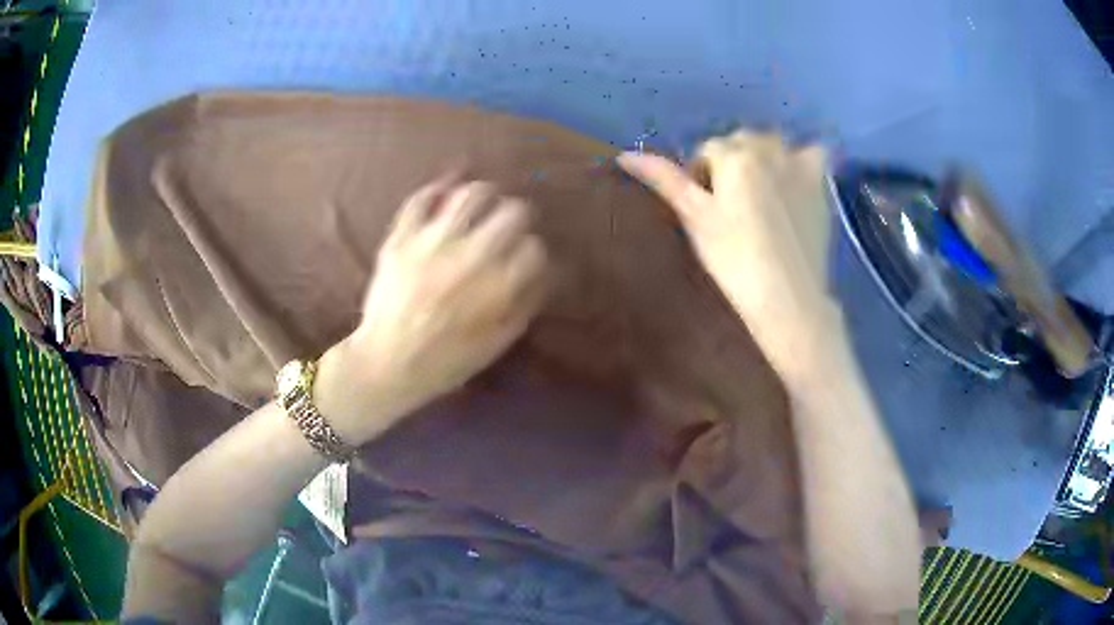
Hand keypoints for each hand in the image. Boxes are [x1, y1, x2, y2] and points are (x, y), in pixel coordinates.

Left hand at [316, 175, 549, 444]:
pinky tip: (446, 192)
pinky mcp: (402, 238)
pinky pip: (420, 200)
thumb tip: (543, 274)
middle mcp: (471, 256)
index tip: (526, 255)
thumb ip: (524, 307)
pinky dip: (436, 189)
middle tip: (511, 223)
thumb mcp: (495, 345)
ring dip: (484, 194)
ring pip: (470, 194)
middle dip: (518, 216)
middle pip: (513, 212)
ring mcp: (433, 243)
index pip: (534, 248)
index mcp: (498, 286)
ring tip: (483, 201)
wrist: (386, 363)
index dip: (534, 251)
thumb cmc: (445, 361)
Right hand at [619, 131, 837, 382]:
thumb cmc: (734, 259)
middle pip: (741, 141)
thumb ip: (664, 180)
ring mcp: (799, 166)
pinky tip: (796, 182)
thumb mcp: (694, 218)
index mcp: (734, 156)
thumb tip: (623, 155)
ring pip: (774, 144)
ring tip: (762, 195)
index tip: (707, 208)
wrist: (788, 296)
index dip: (702, 176)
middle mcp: (769, 150)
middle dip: (732, 162)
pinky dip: (803, 159)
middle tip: (732, 205)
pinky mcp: (820, 185)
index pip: (708, 150)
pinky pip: (813, 153)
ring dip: (764, 157)